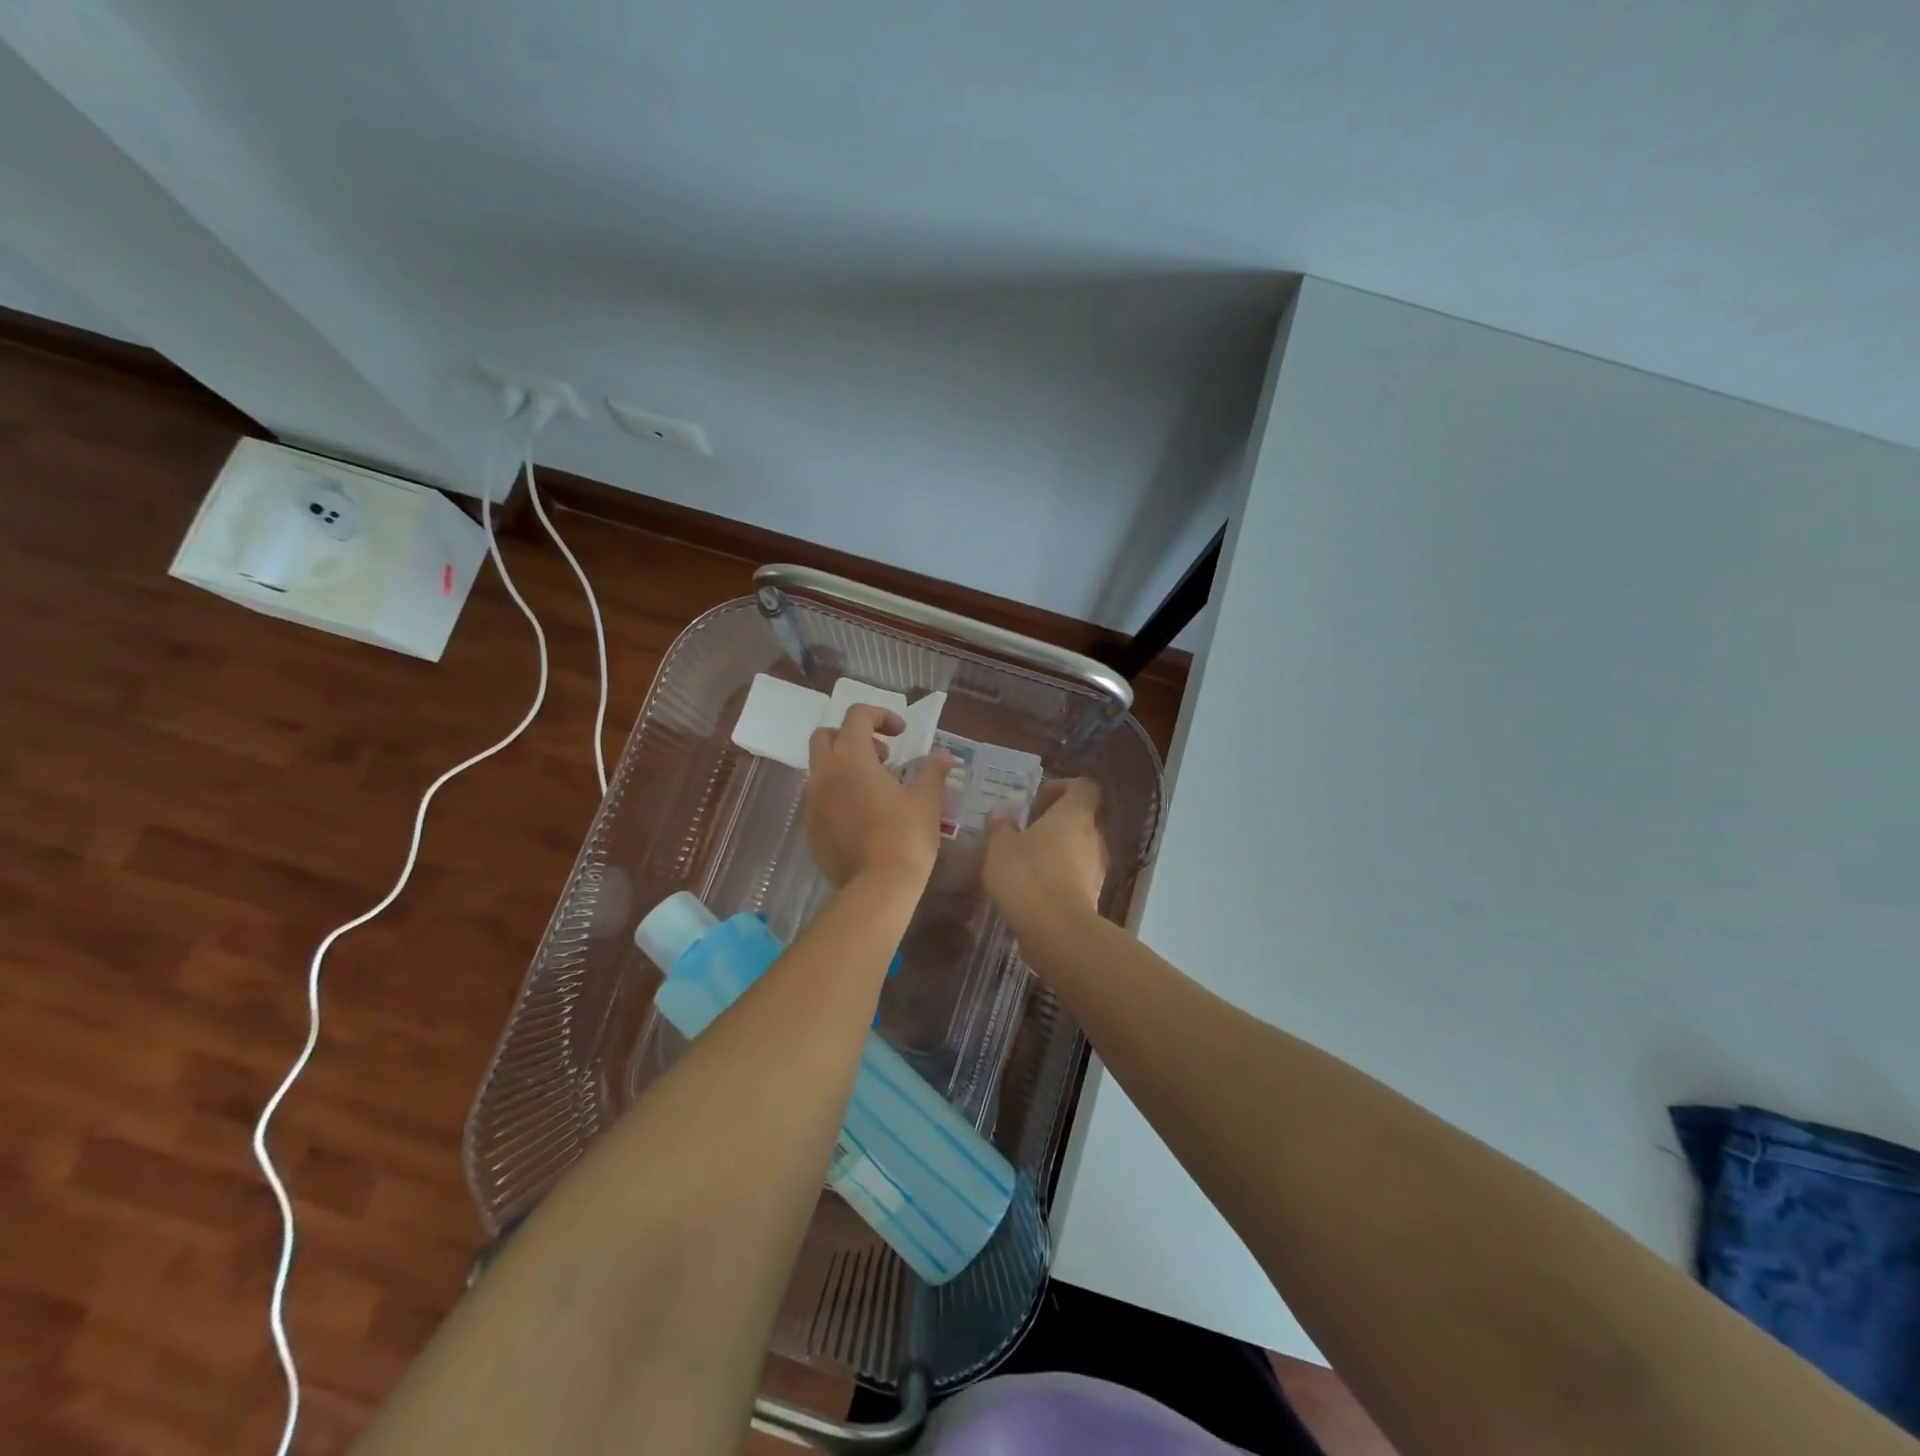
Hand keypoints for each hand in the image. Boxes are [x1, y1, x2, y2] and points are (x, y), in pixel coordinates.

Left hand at [805, 705, 950, 889]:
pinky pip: (820, 799)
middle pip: (826, 736)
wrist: (876, 888)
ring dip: (845, 766)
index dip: (881, 716)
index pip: (857, 716)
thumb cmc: (905, 837)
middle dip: (852, 737)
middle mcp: (824, 774)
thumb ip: (932, 771)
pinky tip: (864, 816)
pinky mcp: (810, 829)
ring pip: (821, 769)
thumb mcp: (926, 800)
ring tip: (877, 787)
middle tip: (883, 756)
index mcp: (851, 758)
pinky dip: (839, 794)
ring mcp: (812, 802)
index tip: (901, 733)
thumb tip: (944, 755)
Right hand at [983, 778, 1108, 931]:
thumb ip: (1001, 826)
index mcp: (1074, 815)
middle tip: (1024, 832)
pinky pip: (1075, 876)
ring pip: (1078, 849)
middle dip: (1054, 823)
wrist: (1056, 931)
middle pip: (1080, 819)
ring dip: (1056, 851)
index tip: (1037, 800)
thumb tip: (1003, 813)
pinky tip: (1032, 890)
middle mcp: (1093, 837)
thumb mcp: (1000, 846)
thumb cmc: (1027, 875)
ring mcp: (1097, 868)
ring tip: (1025, 863)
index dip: (1062, 787)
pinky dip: (1058, 877)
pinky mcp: (1093, 896)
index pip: (1083, 787)